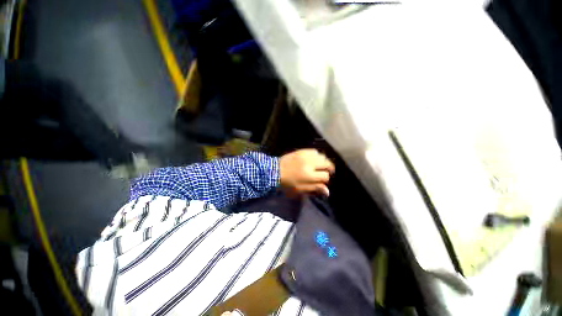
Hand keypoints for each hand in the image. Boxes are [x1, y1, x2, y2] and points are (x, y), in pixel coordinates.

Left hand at [279, 149, 334, 195]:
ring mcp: (305, 155)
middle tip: (326, 172)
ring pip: (322, 156)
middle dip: (329, 168)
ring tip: (321, 165)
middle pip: (326, 163)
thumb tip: (327, 191)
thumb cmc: (286, 184)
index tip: (322, 181)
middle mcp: (309, 163)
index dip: (325, 179)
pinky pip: (314, 151)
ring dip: (323, 161)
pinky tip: (314, 159)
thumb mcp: (300, 189)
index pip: (325, 176)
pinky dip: (316, 155)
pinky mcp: (301, 151)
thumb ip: (314, 188)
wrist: (274, 171)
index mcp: (308, 175)